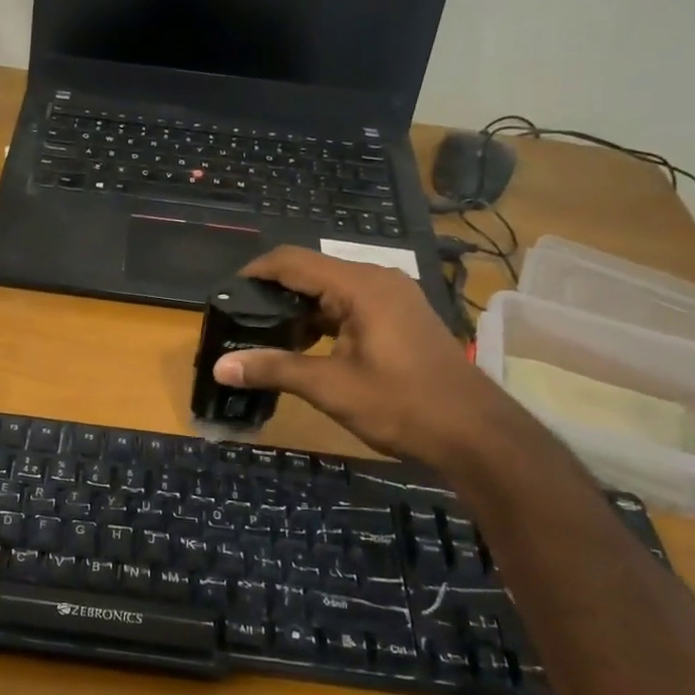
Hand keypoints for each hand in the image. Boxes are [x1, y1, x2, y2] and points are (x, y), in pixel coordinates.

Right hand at [213, 246, 501, 463]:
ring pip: (332, 290)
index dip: (256, 272)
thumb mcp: (331, 387)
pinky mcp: (401, 316)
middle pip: (313, 272)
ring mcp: (394, 297)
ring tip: (267, 336)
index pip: (294, 261)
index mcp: (360, 286)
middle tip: (241, 319)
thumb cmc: (401, 404)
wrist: (475, 433)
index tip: (226, 293)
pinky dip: (325, 319)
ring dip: (300, 309)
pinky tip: (307, 346)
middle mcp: (378, 280)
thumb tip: (220, 367)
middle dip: (275, 293)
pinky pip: (352, 304)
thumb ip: (274, 369)